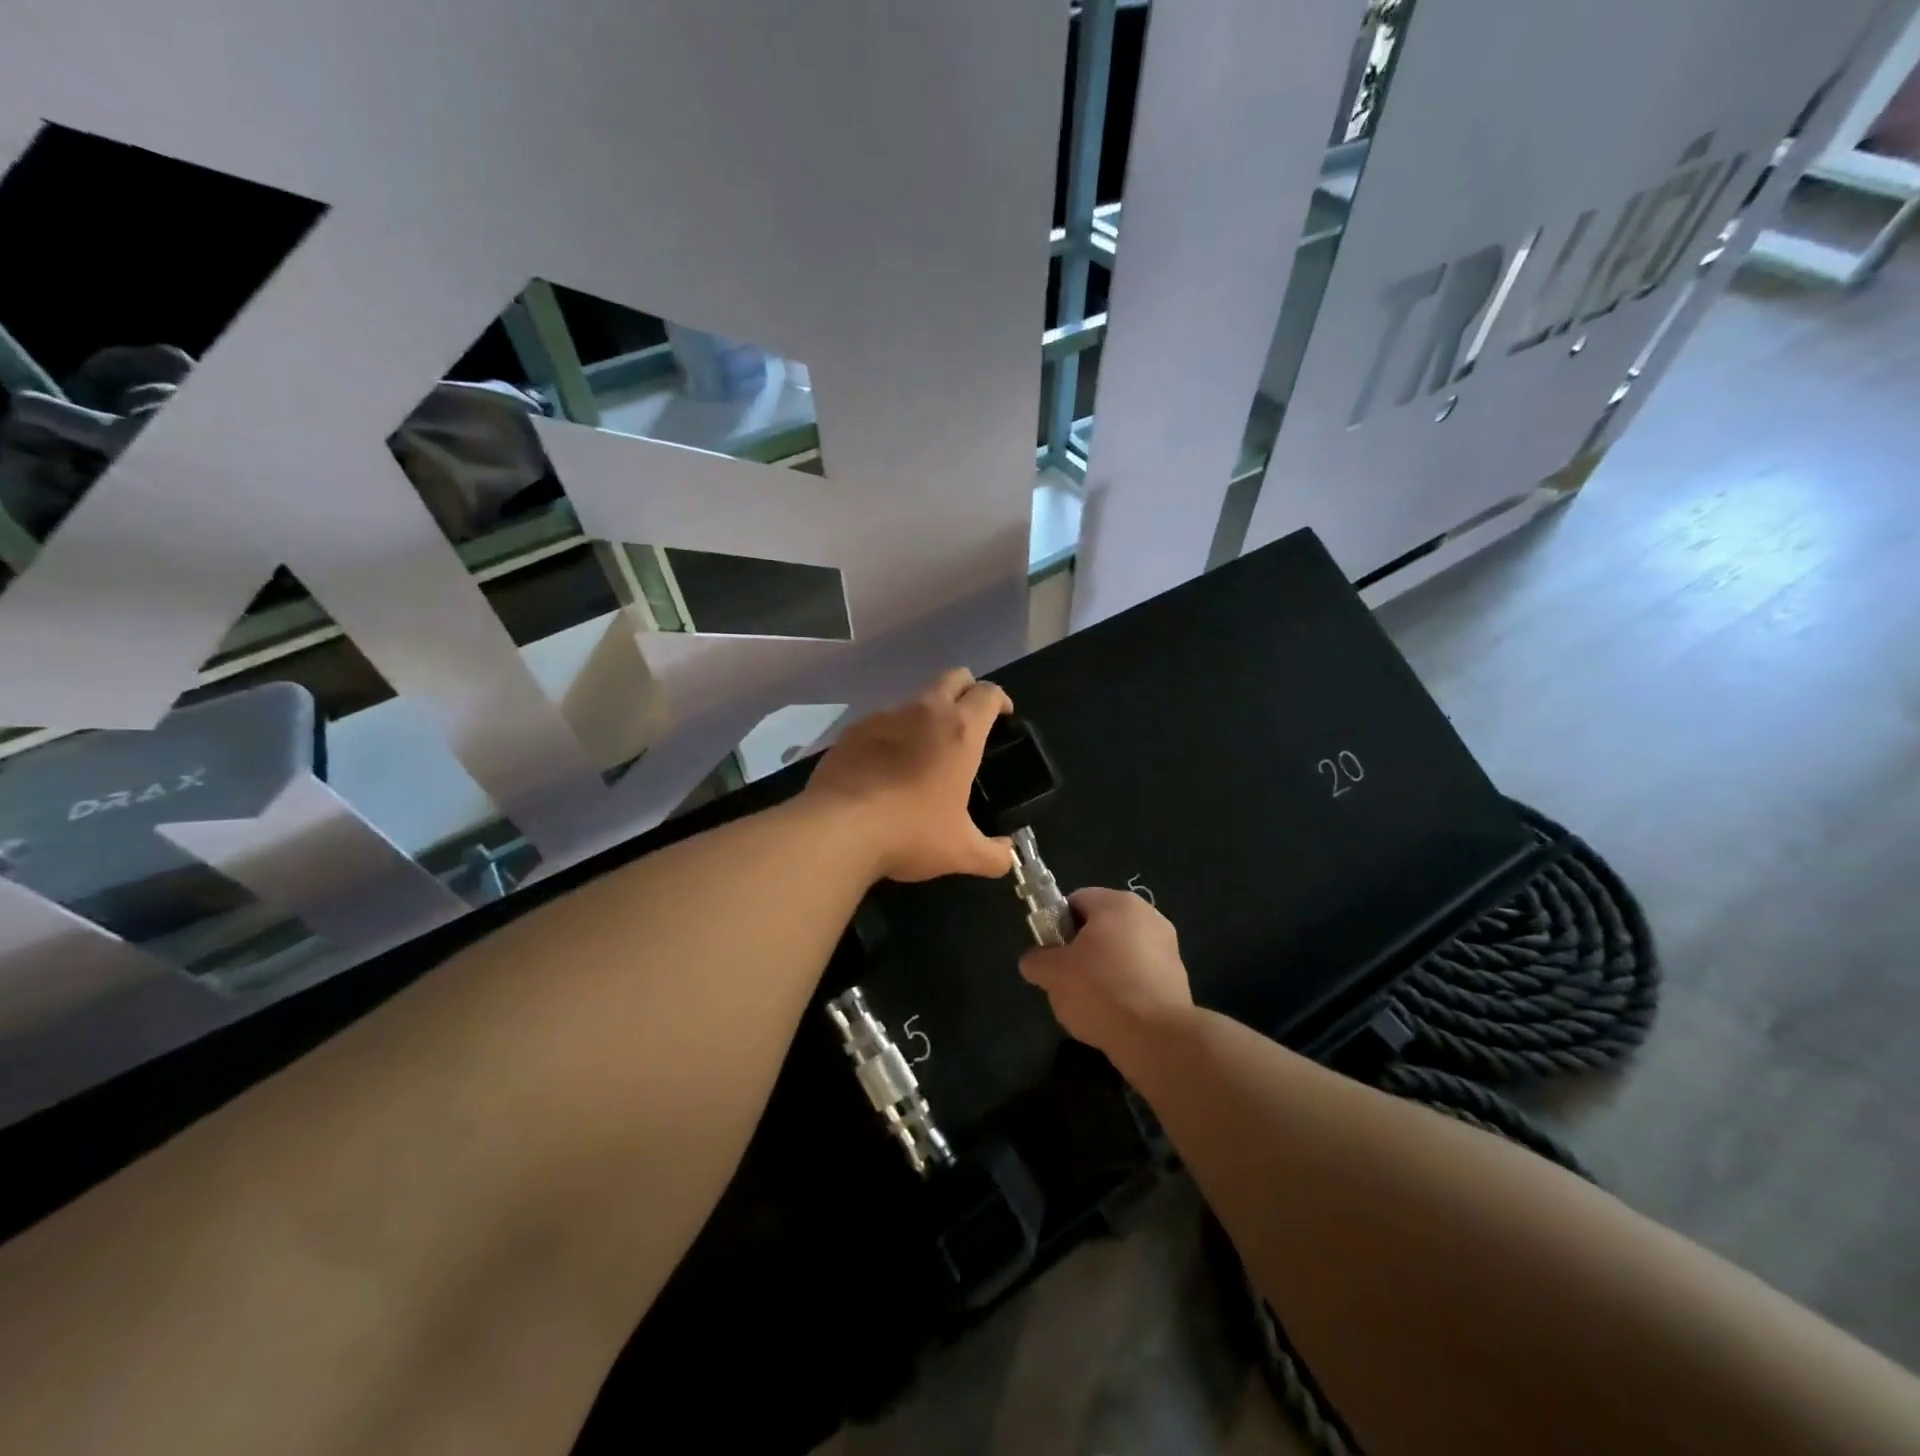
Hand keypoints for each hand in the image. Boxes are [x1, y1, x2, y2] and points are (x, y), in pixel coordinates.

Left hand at [805, 668, 1014, 882]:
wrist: (838, 829)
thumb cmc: (910, 833)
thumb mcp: (961, 852)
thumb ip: (993, 855)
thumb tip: (1008, 856)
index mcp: (960, 732)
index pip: (988, 694)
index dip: (1001, 701)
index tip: (1004, 718)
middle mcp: (923, 712)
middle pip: (953, 677)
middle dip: (967, 690)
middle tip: (969, 721)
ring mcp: (884, 717)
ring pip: (914, 700)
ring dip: (926, 716)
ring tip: (923, 753)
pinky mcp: (852, 731)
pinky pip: (880, 724)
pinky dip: (891, 737)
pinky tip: (884, 769)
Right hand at [1020, 887, 1193, 1056]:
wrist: (1157, 1037)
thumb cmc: (1101, 991)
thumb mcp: (1053, 974)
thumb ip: (1037, 960)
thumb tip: (1034, 961)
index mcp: (1117, 903)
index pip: (1076, 900)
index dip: (1057, 924)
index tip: (1051, 953)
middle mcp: (1148, 915)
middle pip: (1101, 925)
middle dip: (1081, 949)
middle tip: (1066, 978)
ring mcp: (1168, 946)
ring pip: (1121, 951)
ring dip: (1104, 969)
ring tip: (1090, 1001)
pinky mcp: (1178, 976)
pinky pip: (1140, 973)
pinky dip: (1125, 986)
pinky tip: (1115, 1012)